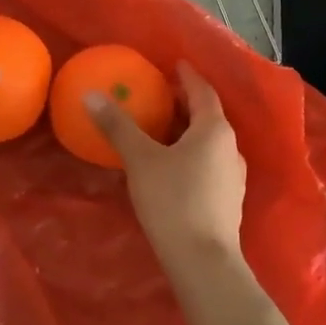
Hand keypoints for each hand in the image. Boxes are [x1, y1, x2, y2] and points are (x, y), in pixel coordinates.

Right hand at [89, 63, 247, 265]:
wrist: (202, 260)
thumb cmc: (173, 200)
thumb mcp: (140, 160)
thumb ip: (117, 126)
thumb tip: (91, 95)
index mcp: (214, 130)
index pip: (203, 92)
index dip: (187, 76)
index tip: (174, 65)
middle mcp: (231, 148)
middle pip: (207, 116)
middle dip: (185, 104)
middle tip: (160, 95)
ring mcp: (234, 176)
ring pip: (209, 142)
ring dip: (188, 131)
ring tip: (162, 130)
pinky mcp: (228, 200)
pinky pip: (209, 163)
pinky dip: (191, 154)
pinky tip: (171, 166)